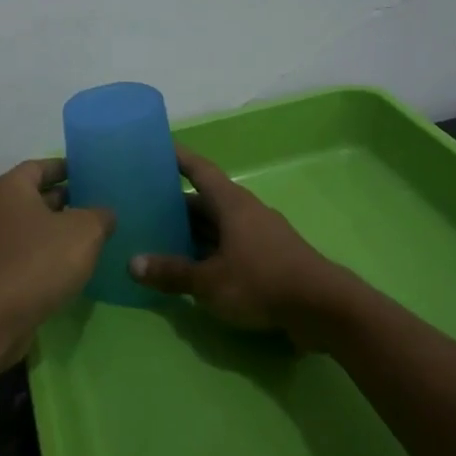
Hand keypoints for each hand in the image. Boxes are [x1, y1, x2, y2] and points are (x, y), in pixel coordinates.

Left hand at [0, 158, 114, 360]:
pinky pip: (24, 256)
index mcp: (10, 189)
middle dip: (64, 200)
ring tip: (90, 238)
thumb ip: (100, 216)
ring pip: (29, 229)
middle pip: (33, 197)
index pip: (39, 166)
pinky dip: (45, 256)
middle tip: (96, 206)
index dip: (65, 168)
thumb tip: (104, 214)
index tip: (88, 173)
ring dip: (55, 231)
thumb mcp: (85, 231)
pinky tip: (69, 269)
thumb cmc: (39, 261)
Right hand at [127, 148, 344, 342]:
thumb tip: (132, 264)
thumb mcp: (209, 281)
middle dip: (177, 204)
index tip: (158, 147)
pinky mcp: (269, 259)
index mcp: (231, 204)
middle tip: (144, 207)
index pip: (200, 170)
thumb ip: (172, 272)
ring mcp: (260, 235)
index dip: (179, 158)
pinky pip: (230, 246)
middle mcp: (246, 212)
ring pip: (218, 226)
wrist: (322, 308)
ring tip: (160, 239)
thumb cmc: (261, 281)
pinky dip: (209, 252)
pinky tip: (192, 268)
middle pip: (206, 201)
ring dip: (193, 232)